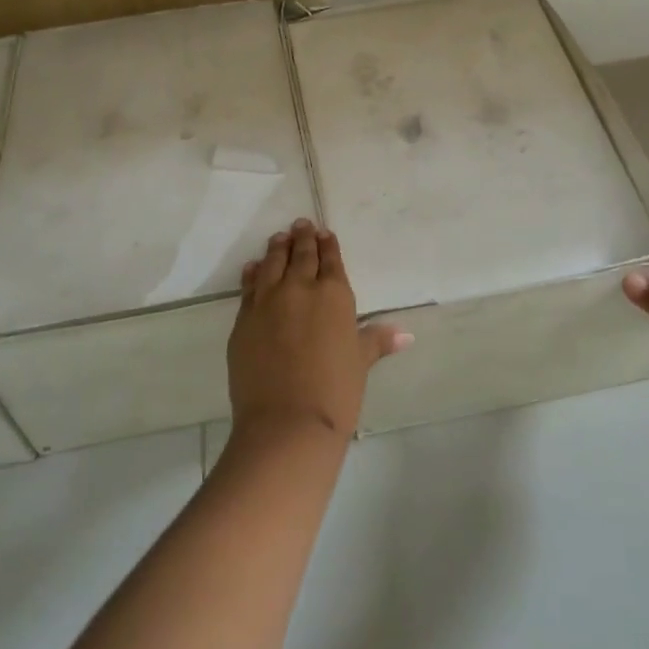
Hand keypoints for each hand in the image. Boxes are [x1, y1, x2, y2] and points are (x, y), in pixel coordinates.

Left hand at [228, 219, 409, 439]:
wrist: (286, 423)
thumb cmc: (335, 393)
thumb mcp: (360, 363)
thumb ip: (376, 341)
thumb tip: (405, 334)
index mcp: (333, 295)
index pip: (330, 260)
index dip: (327, 245)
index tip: (323, 233)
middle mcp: (299, 288)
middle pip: (300, 255)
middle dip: (302, 238)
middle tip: (301, 225)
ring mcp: (267, 301)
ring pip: (272, 264)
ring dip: (277, 249)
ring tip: (279, 238)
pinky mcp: (243, 319)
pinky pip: (248, 286)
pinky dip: (253, 273)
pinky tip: (254, 267)